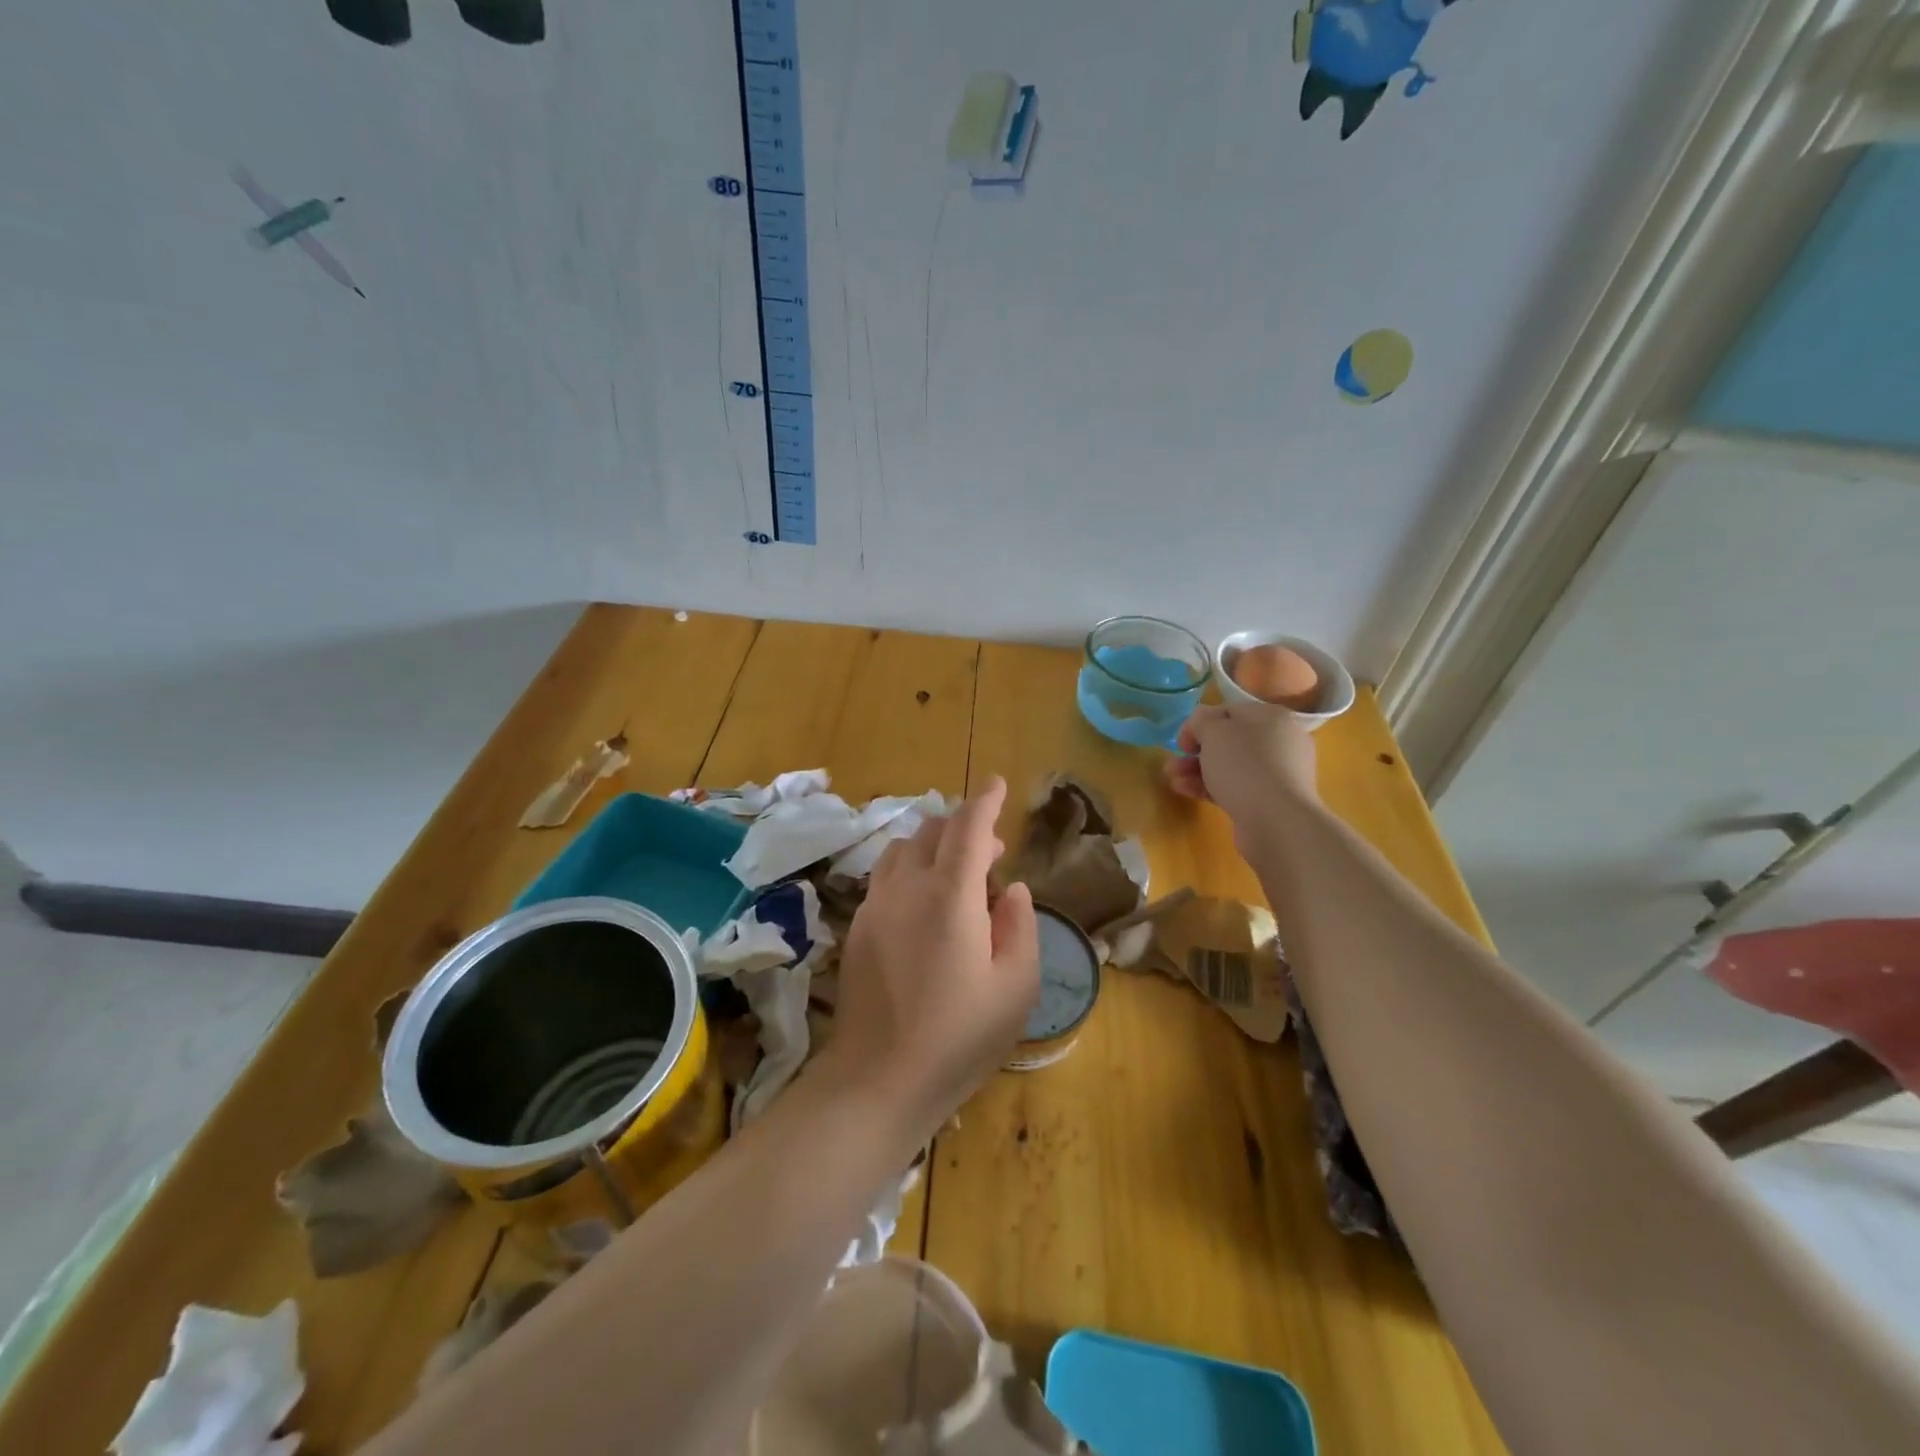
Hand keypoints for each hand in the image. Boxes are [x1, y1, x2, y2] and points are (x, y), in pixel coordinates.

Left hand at [829, 777, 1039, 1136]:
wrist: (878, 1079)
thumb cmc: (959, 1038)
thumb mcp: (1016, 987)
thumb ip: (1019, 926)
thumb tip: (1008, 888)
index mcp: (950, 896)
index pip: (968, 828)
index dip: (986, 801)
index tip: (999, 784)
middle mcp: (908, 888)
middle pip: (932, 830)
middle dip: (964, 825)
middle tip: (992, 848)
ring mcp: (876, 906)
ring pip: (903, 848)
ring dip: (933, 844)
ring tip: (957, 871)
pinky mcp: (858, 927)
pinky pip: (886, 875)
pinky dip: (910, 867)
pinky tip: (924, 900)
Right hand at [1164, 702, 1319, 826]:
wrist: (1277, 822)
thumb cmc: (1244, 766)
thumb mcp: (1214, 731)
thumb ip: (1202, 720)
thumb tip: (1202, 722)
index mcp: (1271, 717)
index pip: (1229, 712)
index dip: (1200, 724)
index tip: (1181, 742)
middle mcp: (1279, 742)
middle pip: (1229, 741)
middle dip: (1196, 751)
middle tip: (1174, 763)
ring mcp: (1277, 773)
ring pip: (1230, 766)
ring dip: (1198, 770)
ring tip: (1173, 779)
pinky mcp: (1270, 800)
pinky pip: (1236, 787)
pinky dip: (1211, 787)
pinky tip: (1186, 791)